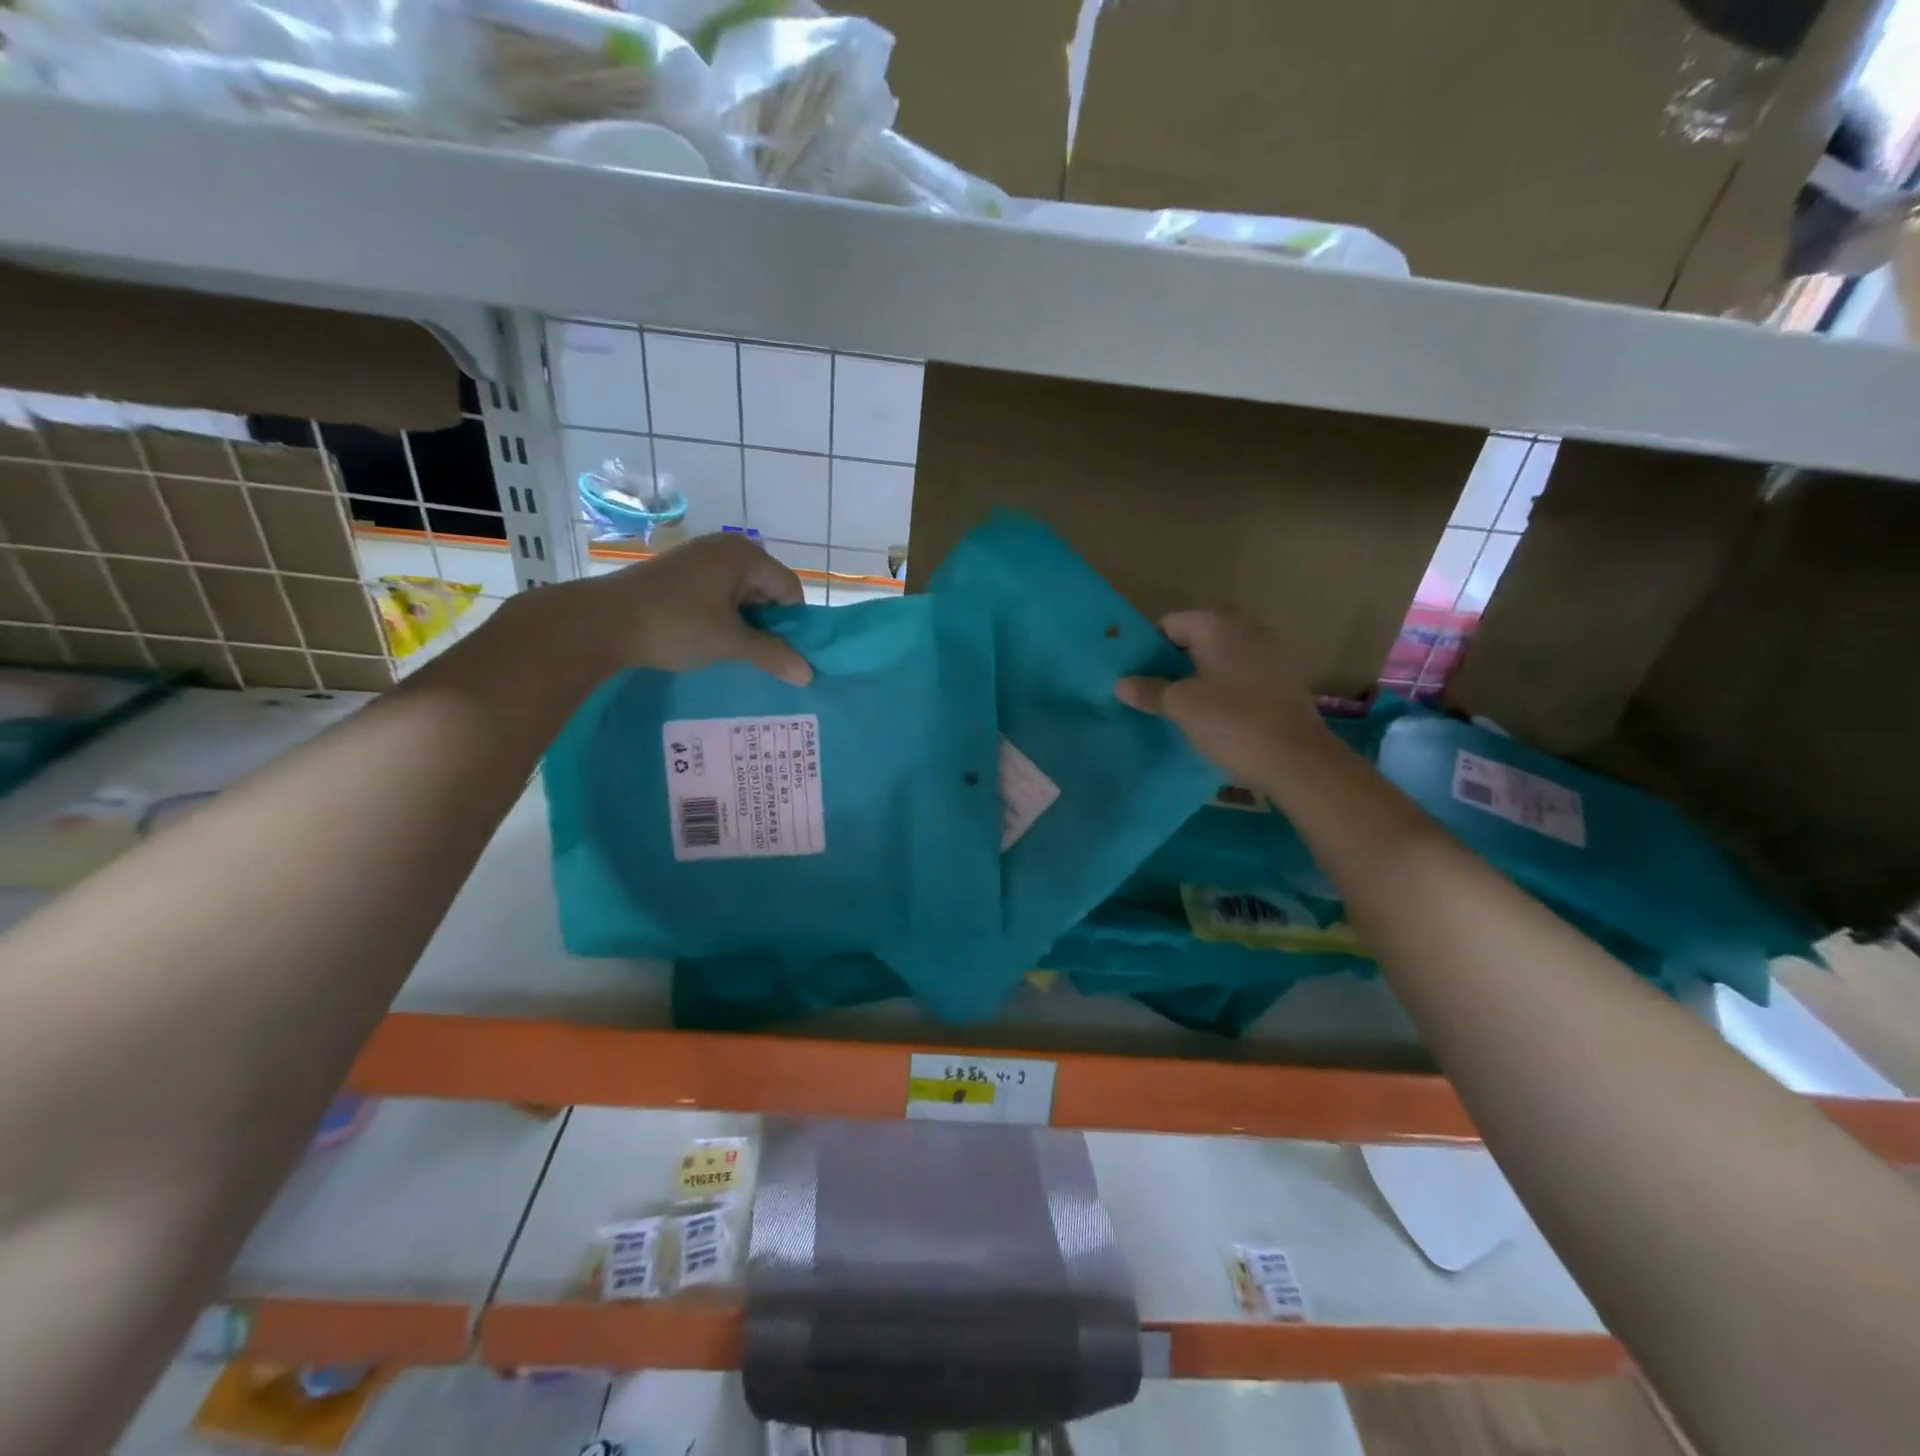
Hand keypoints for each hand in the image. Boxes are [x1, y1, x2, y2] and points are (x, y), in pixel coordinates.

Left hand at [577, 532, 813, 685]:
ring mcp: (699, 557)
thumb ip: (773, 655)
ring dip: (743, 623)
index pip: (790, 589)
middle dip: (767, 623)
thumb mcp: (730, 642)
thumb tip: (809, 674)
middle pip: (766, 589)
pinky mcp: (678, 571)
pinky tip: (708, 639)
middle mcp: (725, 547)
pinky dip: (720, 616)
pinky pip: (717, 593)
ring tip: (731, 651)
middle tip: (756, 655)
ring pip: (740, 594)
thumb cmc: (676, 625)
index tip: (780, 653)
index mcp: (745, 555)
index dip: (791, 624)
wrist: (602, 621)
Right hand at [1116, 609, 1327, 786]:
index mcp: (1216, 624)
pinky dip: (1224, 682)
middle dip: (1175, 659)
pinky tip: (1215, 709)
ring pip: (1220, 653)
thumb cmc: (1231, 722)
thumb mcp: (1181, 707)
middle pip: (1197, 635)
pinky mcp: (1283, 675)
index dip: (1149, 647)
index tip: (1136, 674)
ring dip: (1200, 671)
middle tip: (1155, 688)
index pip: (1169, 623)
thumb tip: (1121, 683)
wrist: (1296, 757)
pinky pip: (1241, 669)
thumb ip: (1149, 691)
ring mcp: (1269, 649)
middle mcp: (1245, 627)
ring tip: (1181, 702)